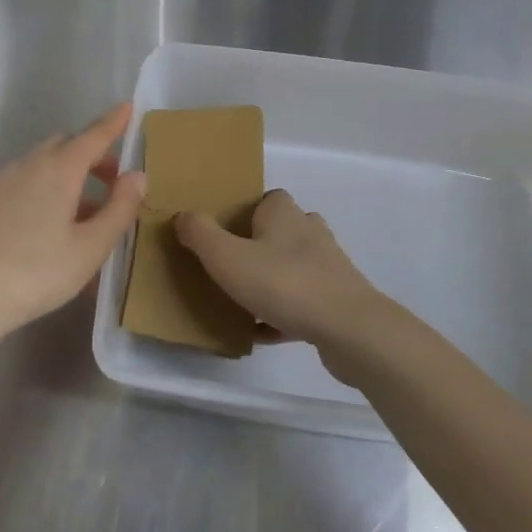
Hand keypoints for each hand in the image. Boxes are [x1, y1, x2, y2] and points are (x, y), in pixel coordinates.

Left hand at [0, 104, 145, 351]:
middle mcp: (32, 165)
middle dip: (94, 153)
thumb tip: (137, 175)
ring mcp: (8, 182)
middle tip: (116, 181)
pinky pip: (33, 180)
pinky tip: (62, 224)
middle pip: (68, 144)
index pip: (93, 135)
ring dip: (74, 173)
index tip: (129, 107)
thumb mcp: (91, 246)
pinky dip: (54, 187)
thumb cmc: (37, 271)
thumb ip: (119, 208)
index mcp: (59, 168)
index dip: (114, 122)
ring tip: (94, 211)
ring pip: (48, 162)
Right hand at [176, 190, 402, 372]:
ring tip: (240, 300)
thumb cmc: (283, 283)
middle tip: (227, 267)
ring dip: (269, 281)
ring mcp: (327, 266)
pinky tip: (260, 332)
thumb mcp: (227, 257)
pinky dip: (281, 313)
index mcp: (284, 213)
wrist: (348, 328)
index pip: (265, 199)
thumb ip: (200, 234)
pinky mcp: (336, 299)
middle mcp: (309, 231)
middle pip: (278, 232)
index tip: (221, 233)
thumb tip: (183, 215)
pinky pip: (301, 302)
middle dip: (255, 247)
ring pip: (290, 267)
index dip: (243, 212)